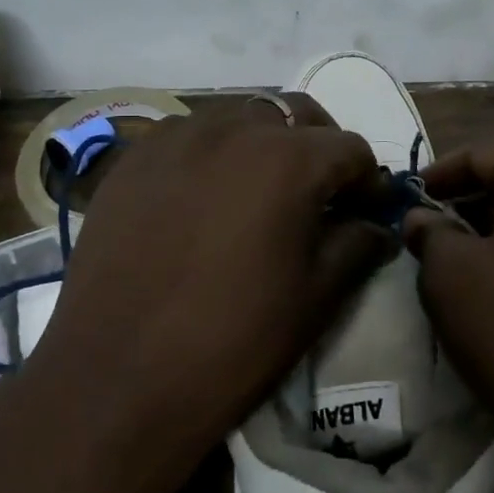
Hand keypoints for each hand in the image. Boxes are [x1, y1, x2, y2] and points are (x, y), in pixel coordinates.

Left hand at [30, 99, 395, 465]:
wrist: (116, 379)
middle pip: (295, 114)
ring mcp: (175, 138)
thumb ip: (358, 246)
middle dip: (319, 145)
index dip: (367, 180)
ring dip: (264, 142)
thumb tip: (376, 226)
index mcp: (288, 159)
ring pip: (239, 117)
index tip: (366, 212)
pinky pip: (188, 136)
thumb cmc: (233, 341)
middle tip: (320, 192)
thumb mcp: (315, 298)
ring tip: (260, 191)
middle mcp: (233, 129)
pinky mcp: (132, 159)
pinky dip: (213, 153)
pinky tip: (204, 197)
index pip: (349, 148)